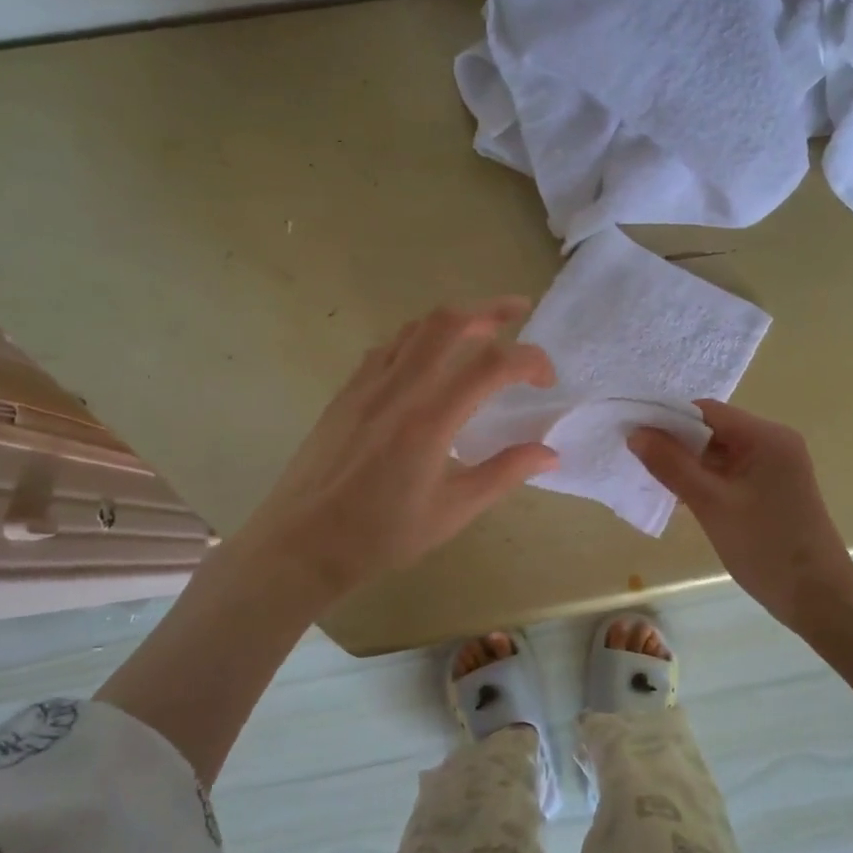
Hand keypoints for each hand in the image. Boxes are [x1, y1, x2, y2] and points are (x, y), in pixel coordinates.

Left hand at [237, 297, 557, 601]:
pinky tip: (428, 360)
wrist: (303, 543)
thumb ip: (504, 473)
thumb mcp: (453, 511)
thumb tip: (549, 453)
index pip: (492, 365)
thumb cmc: (382, 534)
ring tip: (480, 329)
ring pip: (414, 328)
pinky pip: (387, 347)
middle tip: (519, 310)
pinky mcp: (347, 392)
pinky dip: (418, 338)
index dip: (530, 360)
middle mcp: (399, 389)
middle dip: (490, 309)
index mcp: (431, 419)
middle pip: (448, 322)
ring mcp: (367, 385)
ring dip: (453, 319)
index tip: (547, 380)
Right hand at [630, 400, 852, 629]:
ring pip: (721, 453)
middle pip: (714, 429)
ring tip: (652, 479)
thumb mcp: (711, 505)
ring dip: (689, 464)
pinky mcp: (773, 489)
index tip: (633, 434)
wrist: (818, 599)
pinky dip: (706, 480)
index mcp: (767, 437)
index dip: (668, 419)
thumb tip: (636, 433)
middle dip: (676, 443)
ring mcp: (776, 467)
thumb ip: (672, 466)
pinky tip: (681, 497)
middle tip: (636, 459)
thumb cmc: (765, 548)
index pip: (707, 411)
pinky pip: (732, 472)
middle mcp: (774, 443)